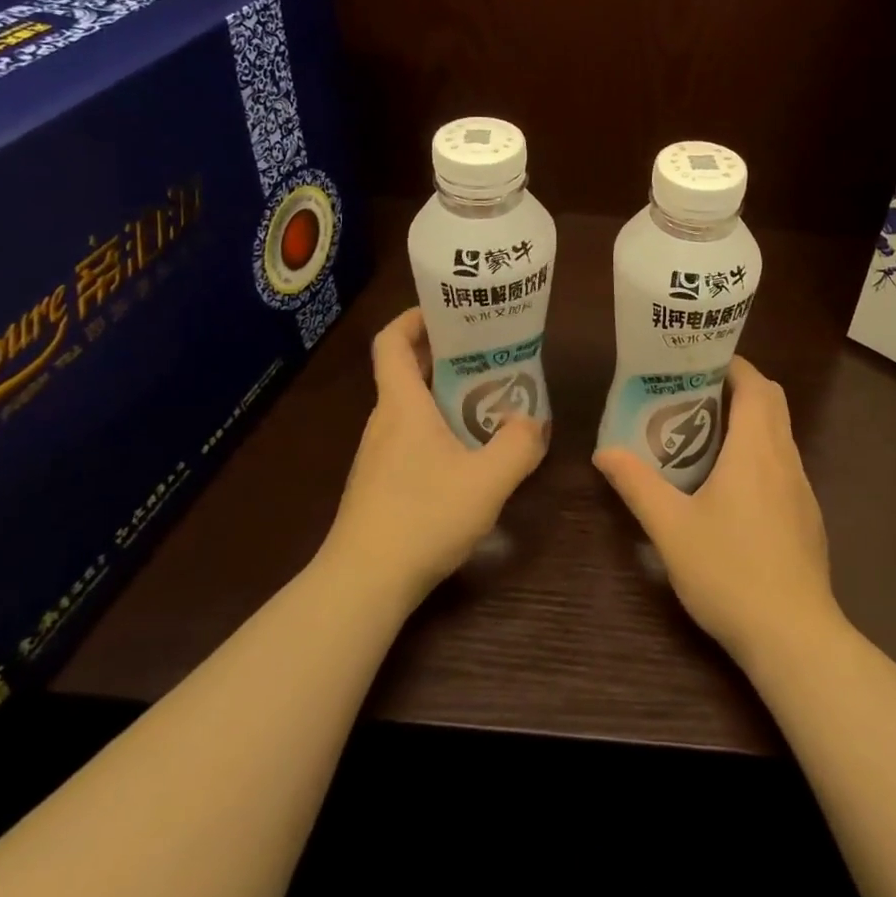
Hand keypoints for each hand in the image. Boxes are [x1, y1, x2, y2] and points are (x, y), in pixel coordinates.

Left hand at [321, 307, 546, 606]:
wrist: (362, 585)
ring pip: (412, 407)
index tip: (448, 311)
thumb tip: (533, 422)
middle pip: (408, 370)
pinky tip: (470, 454)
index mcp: (402, 404)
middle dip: (447, 354)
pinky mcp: (381, 483)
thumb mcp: (487, 480)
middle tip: (490, 353)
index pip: (392, 341)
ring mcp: (379, 454)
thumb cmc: (422, 517)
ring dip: (447, 395)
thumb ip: (518, 446)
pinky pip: (411, 438)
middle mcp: (385, 420)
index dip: (414, 317)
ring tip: (491, 399)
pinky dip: (439, 429)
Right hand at [594, 356, 838, 663]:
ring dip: (750, 423)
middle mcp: (785, 459)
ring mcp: (803, 490)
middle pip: (772, 403)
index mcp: (756, 449)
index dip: (732, 365)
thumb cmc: (730, 572)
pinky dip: (760, 456)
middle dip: (739, 388)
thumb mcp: (671, 528)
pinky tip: (731, 489)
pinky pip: (784, 467)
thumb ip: (637, 485)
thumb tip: (604, 453)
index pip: (756, 385)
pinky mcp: (808, 518)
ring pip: (780, 436)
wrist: (795, 637)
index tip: (698, 362)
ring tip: (705, 435)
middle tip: (695, 394)